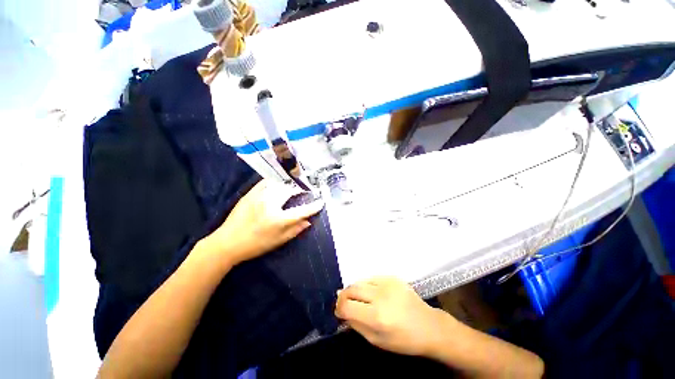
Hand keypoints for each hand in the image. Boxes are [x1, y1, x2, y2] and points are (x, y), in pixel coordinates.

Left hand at [201, 179, 323, 265]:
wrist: (227, 243)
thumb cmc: (256, 245)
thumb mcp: (278, 241)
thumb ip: (295, 230)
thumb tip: (308, 221)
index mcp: (278, 219)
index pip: (301, 211)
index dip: (313, 207)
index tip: (321, 202)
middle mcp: (270, 204)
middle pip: (291, 191)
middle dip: (300, 190)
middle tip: (305, 191)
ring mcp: (259, 196)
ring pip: (279, 184)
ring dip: (289, 185)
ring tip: (293, 187)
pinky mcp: (250, 193)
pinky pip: (266, 182)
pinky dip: (275, 181)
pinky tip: (278, 184)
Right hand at [335, 277, 450, 356]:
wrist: (428, 326)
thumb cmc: (403, 340)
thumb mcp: (377, 340)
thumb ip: (356, 325)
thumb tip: (342, 311)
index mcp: (376, 316)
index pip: (346, 306)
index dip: (339, 309)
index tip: (339, 313)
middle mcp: (379, 296)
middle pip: (351, 289)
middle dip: (343, 297)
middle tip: (345, 304)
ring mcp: (386, 283)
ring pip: (359, 281)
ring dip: (354, 290)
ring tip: (359, 299)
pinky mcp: (392, 277)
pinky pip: (371, 278)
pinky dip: (366, 286)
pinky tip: (371, 293)